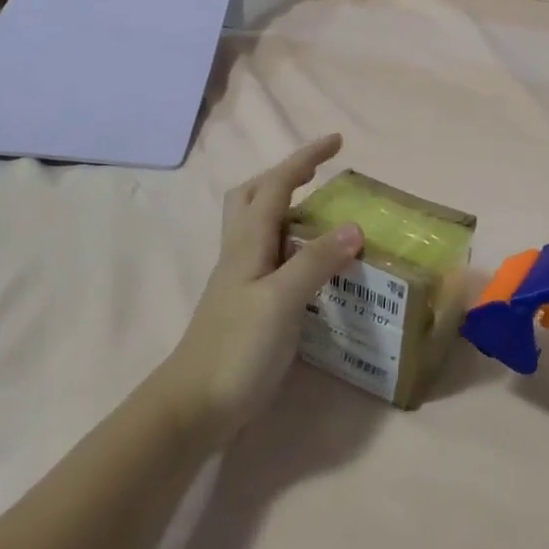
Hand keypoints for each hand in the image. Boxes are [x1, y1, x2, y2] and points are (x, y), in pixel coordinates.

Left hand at [158, 136, 363, 445]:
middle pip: (254, 196)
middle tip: (319, 174)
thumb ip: (316, 261)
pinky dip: (294, 245)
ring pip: (260, 226)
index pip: (276, 185)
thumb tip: (355, 227)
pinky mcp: (248, 304)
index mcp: (248, 243)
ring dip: (288, 207)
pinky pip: (272, 258)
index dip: (304, 159)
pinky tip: (314, 264)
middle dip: (285, 175)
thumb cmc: (236, 348)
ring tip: (323, 213)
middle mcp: (241, 253)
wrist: (194, 406)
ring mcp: (241, 280)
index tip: (336, 141)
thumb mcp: (281, 301)